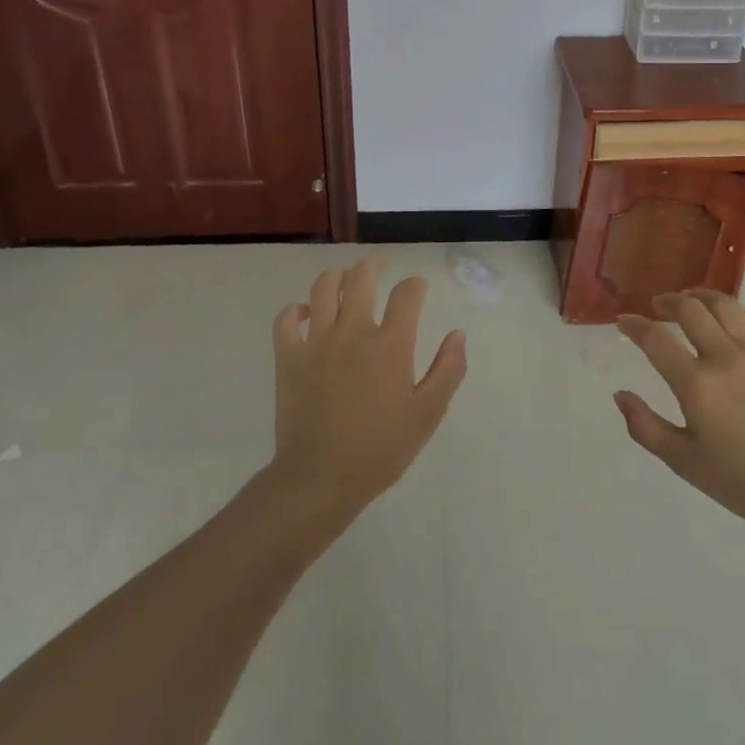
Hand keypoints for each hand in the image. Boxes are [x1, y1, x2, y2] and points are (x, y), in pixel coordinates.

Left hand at [268, 256, 466, 534]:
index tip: (418, 289)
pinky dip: (296, 310)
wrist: (320, 479)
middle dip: (374, 264)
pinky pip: (286, 319)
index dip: (416, 285)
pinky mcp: (288, 357)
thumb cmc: (380, 450)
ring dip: (337, 277)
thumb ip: (448, 370)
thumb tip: (458, 333)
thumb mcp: (427, 415)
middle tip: (379, 264)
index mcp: (390, 344)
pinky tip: (306, 314)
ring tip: (345, 280)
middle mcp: (353, 331)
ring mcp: (317, 341)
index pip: (407, 294)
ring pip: (323, 288)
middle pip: (361, 278)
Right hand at [614, 290, 744, 531]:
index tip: (623, 322)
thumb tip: (619, 395)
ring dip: (702, 297)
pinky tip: (740, 319)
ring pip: (726, 305)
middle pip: (690, 309)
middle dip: (667, 301)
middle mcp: (724, 358)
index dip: (634, 325)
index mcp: (696, 385)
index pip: (655, 339)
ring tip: (692, 301)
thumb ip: (645, 428)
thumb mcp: (683, 463)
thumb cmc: (741, 481)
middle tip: (657, 306)